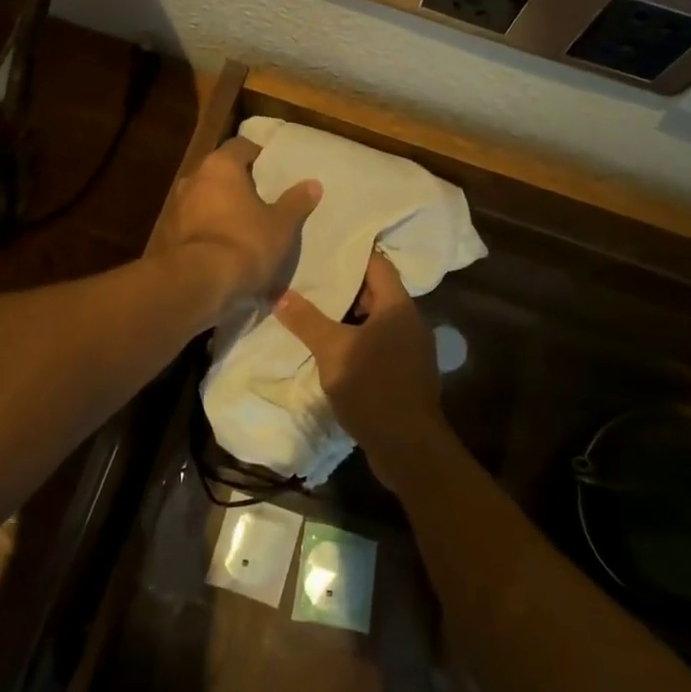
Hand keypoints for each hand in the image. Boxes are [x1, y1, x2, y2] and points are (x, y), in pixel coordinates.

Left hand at [153, 138, 320, 315]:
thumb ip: (296, 202)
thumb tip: (313, 183)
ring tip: (244, 226)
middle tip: (262, 199)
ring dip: (222, 208)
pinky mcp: (168, 235)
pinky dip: (209, 231)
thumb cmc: (245, 243)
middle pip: (220, 172)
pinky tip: (224, 249)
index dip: (259, 156)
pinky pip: (195, 225)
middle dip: (239, 184)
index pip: (241, 147)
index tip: (274, 172)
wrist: (197, 283)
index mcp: (220, 166)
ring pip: (205, 199)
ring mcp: (176, 207)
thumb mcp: (281, 225)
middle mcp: (194, 178)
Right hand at [273, 252, 448, 494]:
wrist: (408, 447)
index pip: (377, 264)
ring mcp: (411, 348)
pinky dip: (357, 338)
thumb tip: (279, 293)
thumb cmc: (373, 388)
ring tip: (313, 307)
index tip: (324, 244)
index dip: (351, 252)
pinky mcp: (406, 371)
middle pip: (376, 291)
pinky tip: (332, 345)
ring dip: (348, 314)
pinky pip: (379, 342)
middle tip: (310, 276)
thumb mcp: (333, 351)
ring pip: (376, 319)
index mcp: (399, 306)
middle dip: (344, 284)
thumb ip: (306, 320)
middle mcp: (410, 321)